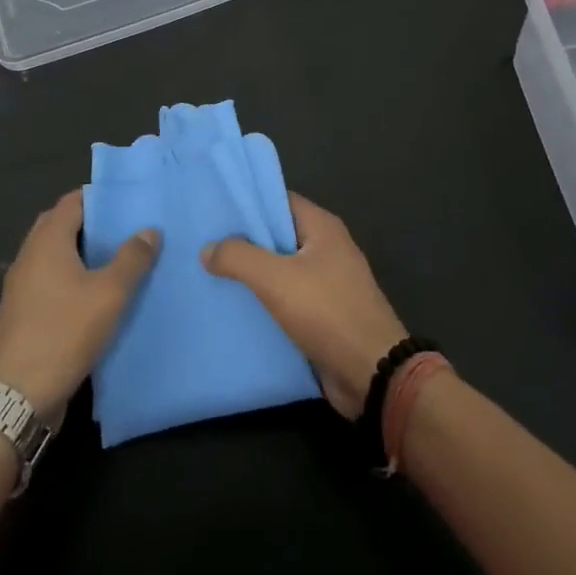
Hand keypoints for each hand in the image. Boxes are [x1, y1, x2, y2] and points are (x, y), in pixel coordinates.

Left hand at [0, 189, 159, 421]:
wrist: (17, 397)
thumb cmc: (64, 331)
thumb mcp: (109, 293)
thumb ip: (132, 258)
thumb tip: (150, 230)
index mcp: (47, 242)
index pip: (72, 202)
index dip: (99, 197)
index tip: (128, 200)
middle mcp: (30, 257)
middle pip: (60, 225)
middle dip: (90, 223)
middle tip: (125, 227)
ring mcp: (22, 287)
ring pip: (55, 255)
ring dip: (81, 252)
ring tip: (118, 258)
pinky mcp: (23, 313)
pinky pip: (50, 280)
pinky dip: (72, 276)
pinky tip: (97, 293)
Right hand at [201, 192, 407, 417]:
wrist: (372, 373)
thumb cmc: (328, 313)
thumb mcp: (277, 279)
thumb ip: (239, 258)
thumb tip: (208, 248)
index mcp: (322, 228)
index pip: (279, 200)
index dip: (248, 203)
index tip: (214, 210)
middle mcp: (327, 249)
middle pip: (278, 235)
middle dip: (244, 241)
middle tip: (203, 245)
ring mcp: (328, 283)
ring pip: (280, 270)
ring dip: (252, 275)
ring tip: (209, 276)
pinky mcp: (324, 315)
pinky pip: (287, 300)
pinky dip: (264, 302)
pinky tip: (234, 309)